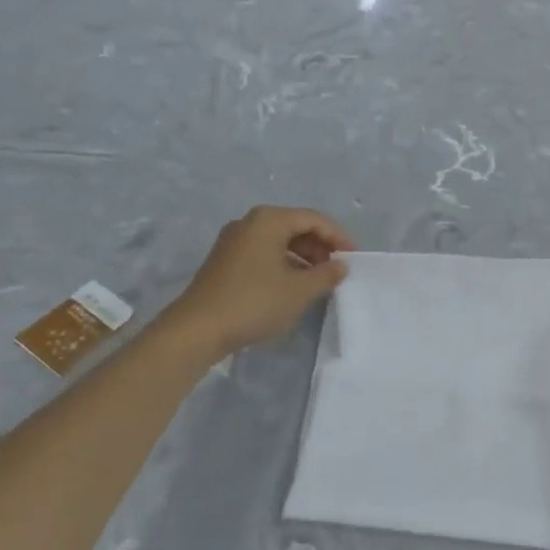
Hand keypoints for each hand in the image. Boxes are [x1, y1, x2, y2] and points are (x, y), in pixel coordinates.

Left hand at [166, 207, 353, 355]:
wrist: (196, 330)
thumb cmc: (254, 302)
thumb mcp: (299, 290)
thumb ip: (326, 274)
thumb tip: (341, 265)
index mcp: (269, 219)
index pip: (314, 219)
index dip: (338, 236)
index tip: (353, 258)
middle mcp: (250, 222)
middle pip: (295, 226)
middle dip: (320, 246)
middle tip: (337, 269)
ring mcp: (233, 241)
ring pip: (278, 241)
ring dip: (302, 257)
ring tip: (318, 281)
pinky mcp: (224, 261)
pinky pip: (263, 253)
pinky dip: (283, 264)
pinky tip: (291, 287)